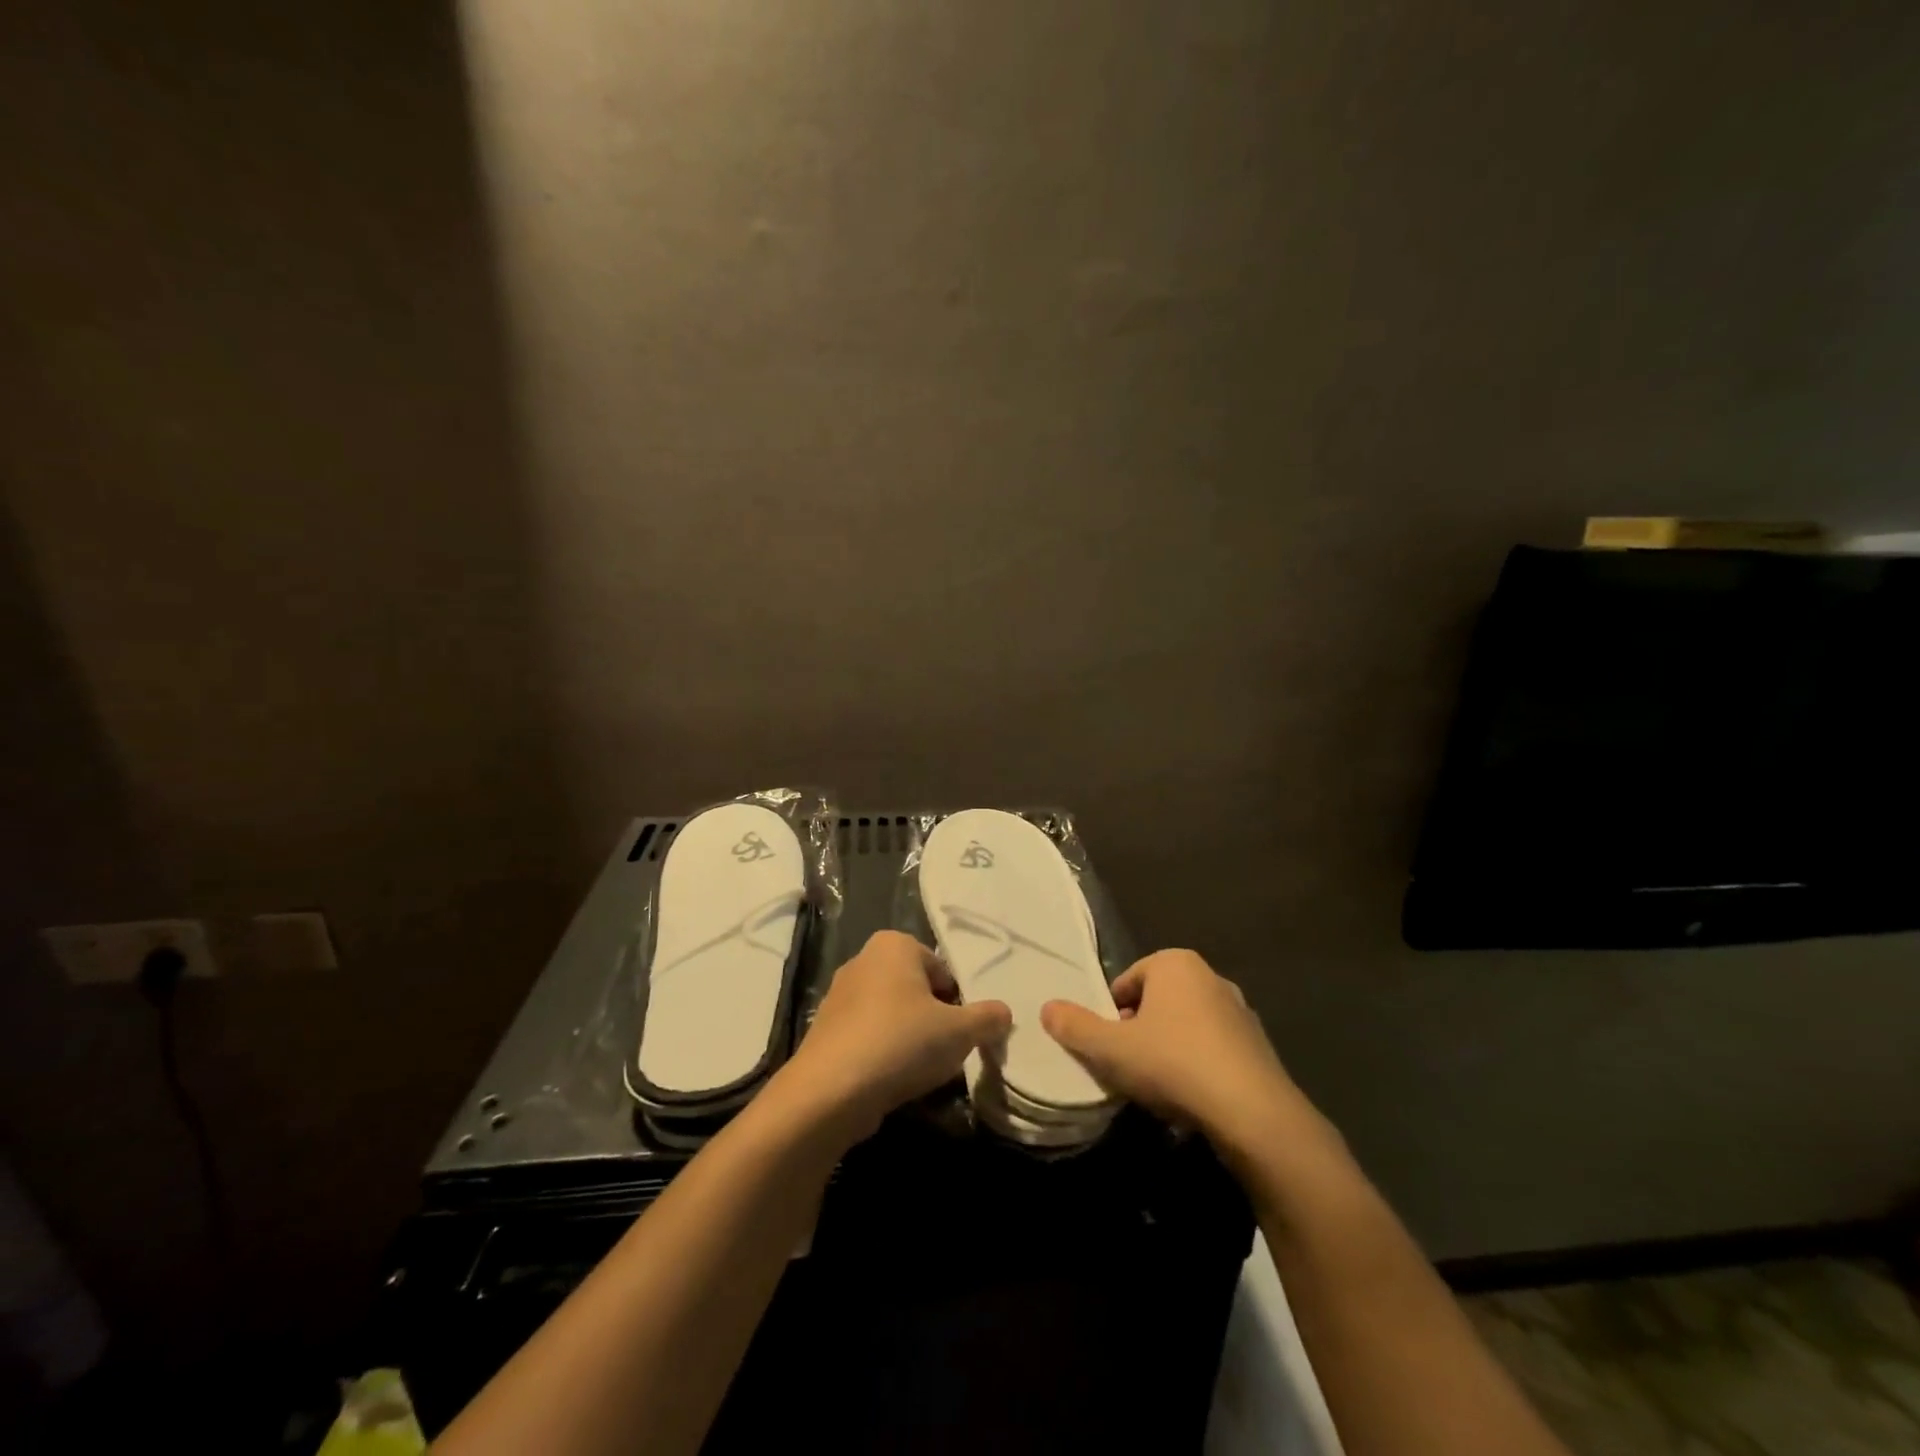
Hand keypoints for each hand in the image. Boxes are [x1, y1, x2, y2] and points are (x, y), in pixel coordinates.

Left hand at [776, 931, 1010, 1144]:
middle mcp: (863, 960)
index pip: (942, 969)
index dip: (957, 1003)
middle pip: (916, 990)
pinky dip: (882, 1054)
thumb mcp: (959, 1031)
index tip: (961, 1033)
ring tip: (918, 1070)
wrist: (830, 1091)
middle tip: (944, 1051)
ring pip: (891, 1014)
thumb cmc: (902, 1042)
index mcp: (894, 944)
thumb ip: (987, 1018)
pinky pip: (867, 1036)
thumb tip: (1004, 1013)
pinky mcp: (825, 1030)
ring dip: (908, 1038)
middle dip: (932, 1019)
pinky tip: (890, 1081)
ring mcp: (839, 995)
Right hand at [1040, 949, 1305, 1152]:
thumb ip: (1075, 1027)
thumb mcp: (1110, 1049)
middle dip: (1140, 1029)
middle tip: (1128, 1066)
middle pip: (1157, 1001)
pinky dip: (1199, 1066)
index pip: (1126, 981)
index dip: (1110, 1014)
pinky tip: (1192, 1097)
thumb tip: (1047, 1008)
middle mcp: (1210, 976)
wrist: (1253, 1113)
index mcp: (1174, 963)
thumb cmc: (1173, 1064)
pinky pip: (1214, 1049)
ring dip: (1170, 1048)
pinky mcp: (1260, 1045)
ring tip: (1158, 1086)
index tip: (1108, 1048)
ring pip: (1186, 1025)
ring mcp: (1240, 1010)